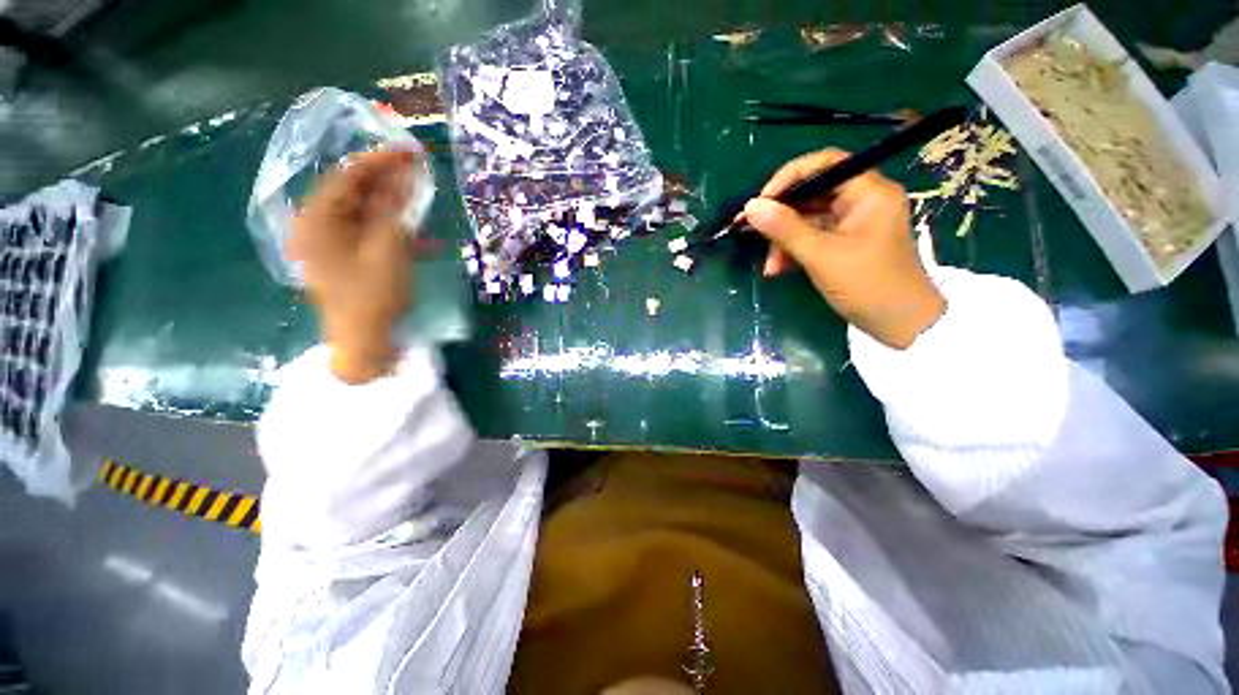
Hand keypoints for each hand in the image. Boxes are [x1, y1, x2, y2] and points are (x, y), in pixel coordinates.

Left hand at [289, 149, 421, 382]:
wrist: (366, 344)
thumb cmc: (373, 297)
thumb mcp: (389, 251)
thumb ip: (395, 211)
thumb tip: (404, 177)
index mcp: (316, 221)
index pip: (347, 177)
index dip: (380, 161)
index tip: (410, 150)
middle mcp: (317, 227)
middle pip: (356, 194)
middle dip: (391, 183)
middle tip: (421, 170)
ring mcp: (332, 245)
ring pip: (368, 216)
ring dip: (399, 211)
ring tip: (427, 205)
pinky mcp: (348, 260)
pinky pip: (373, 238)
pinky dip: (397, 236)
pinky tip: (426, 242)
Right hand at [743, 149, 944, 348]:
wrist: (900, 324)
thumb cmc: (867, 285)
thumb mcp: (821, 256)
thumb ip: (785, 229)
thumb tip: (750, 207)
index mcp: (869, 192)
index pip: (824, 164)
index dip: (788, 178)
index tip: (760, 202)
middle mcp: (862, 200)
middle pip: (812, 193)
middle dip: (781, 218)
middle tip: (754, 234)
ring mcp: (853, 222)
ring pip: (808, 219)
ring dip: (784, 241)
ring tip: (770, 266)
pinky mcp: (845, 242)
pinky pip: (812, 237)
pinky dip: (794, 251)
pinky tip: (778, 269)